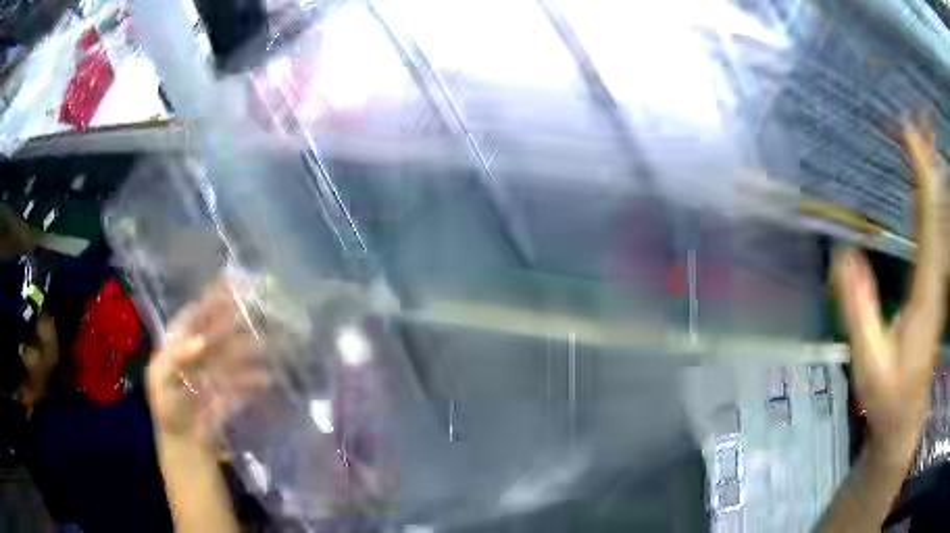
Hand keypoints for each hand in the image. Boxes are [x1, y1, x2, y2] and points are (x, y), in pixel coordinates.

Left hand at [147, 278, 269, 448]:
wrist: (185, 440)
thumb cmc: (168, 407)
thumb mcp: (163, 381)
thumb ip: (178, 358)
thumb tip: (202, 340)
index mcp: (180, 343)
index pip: (195, 315)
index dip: (210, 302)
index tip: (230, 289)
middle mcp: (200, 350)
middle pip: (219, 329)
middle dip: (236, 319)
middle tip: (257, 309)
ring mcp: (217, 369)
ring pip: (236, 351)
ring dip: (251, 347)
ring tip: (267, 344)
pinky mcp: (232, 389)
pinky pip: (246, 378)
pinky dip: (256, 377)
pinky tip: (266, 378)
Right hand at [832, 112, 946, 462]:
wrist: (904, 424)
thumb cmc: (889, 399)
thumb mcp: (870, 365)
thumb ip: (860, 312)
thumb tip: (844, 253)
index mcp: (925, 292)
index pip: (928, 219)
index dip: (921, 172)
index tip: (906, 132)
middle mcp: (936, 278)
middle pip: (936, 207)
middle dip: (926, 159)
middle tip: (910, 116)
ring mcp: (936, 282)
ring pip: (938, 216)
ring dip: (929, 173)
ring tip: (918, 135)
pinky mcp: (932, 286)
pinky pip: (934, 231)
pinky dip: (929, 199)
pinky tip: (923, 184)